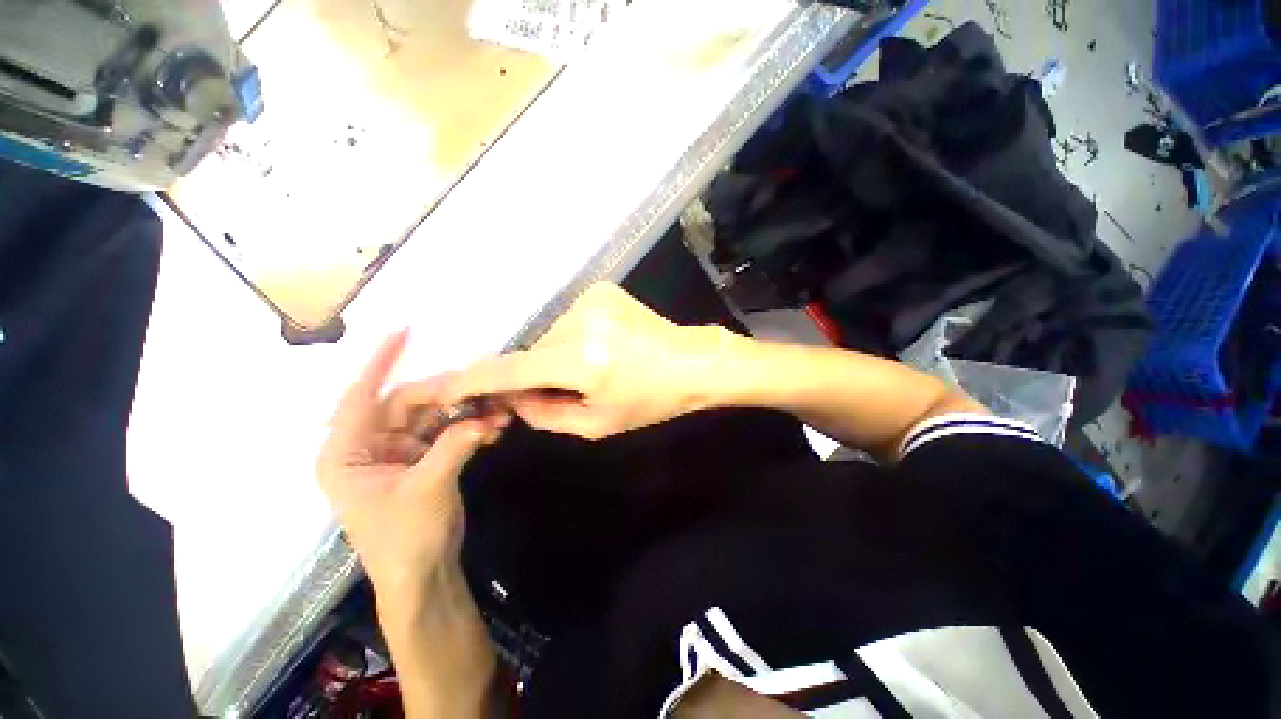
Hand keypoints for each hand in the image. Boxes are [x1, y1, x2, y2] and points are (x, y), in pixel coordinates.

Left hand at [316, 329, 507, 597]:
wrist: (423, 575)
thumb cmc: (406, 539)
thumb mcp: (428, 489)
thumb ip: (455, 445)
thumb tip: (488, 418)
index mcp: (347, 452)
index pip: (361, 396)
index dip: (381, 361)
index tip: (404, 331)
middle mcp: (370, 446)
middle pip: (408, 404)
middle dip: (447, 395)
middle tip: (483, 389)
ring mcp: (399, 452)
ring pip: (433, 417)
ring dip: (465, 412)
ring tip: (497, 410)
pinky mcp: (423, 459)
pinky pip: (447, 432)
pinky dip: (470, 428)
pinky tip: (494, 427)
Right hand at [440, 282, 726, 438]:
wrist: (691, 363)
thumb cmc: (650, 401)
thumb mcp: (597, 425)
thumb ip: (546, 414)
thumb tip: (513, 398)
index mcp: (580, 361)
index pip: (510, 369)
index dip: (475, 380)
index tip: (449, 388)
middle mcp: (579, 322)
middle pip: (533, 352)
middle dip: (536, 373)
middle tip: (565, 389)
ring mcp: (591, 299)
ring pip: (551, 335)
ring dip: (559, 355)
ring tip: (595, 367)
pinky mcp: (602, 290)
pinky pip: (570, 320)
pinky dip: (575, 337)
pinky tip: (604, 347)